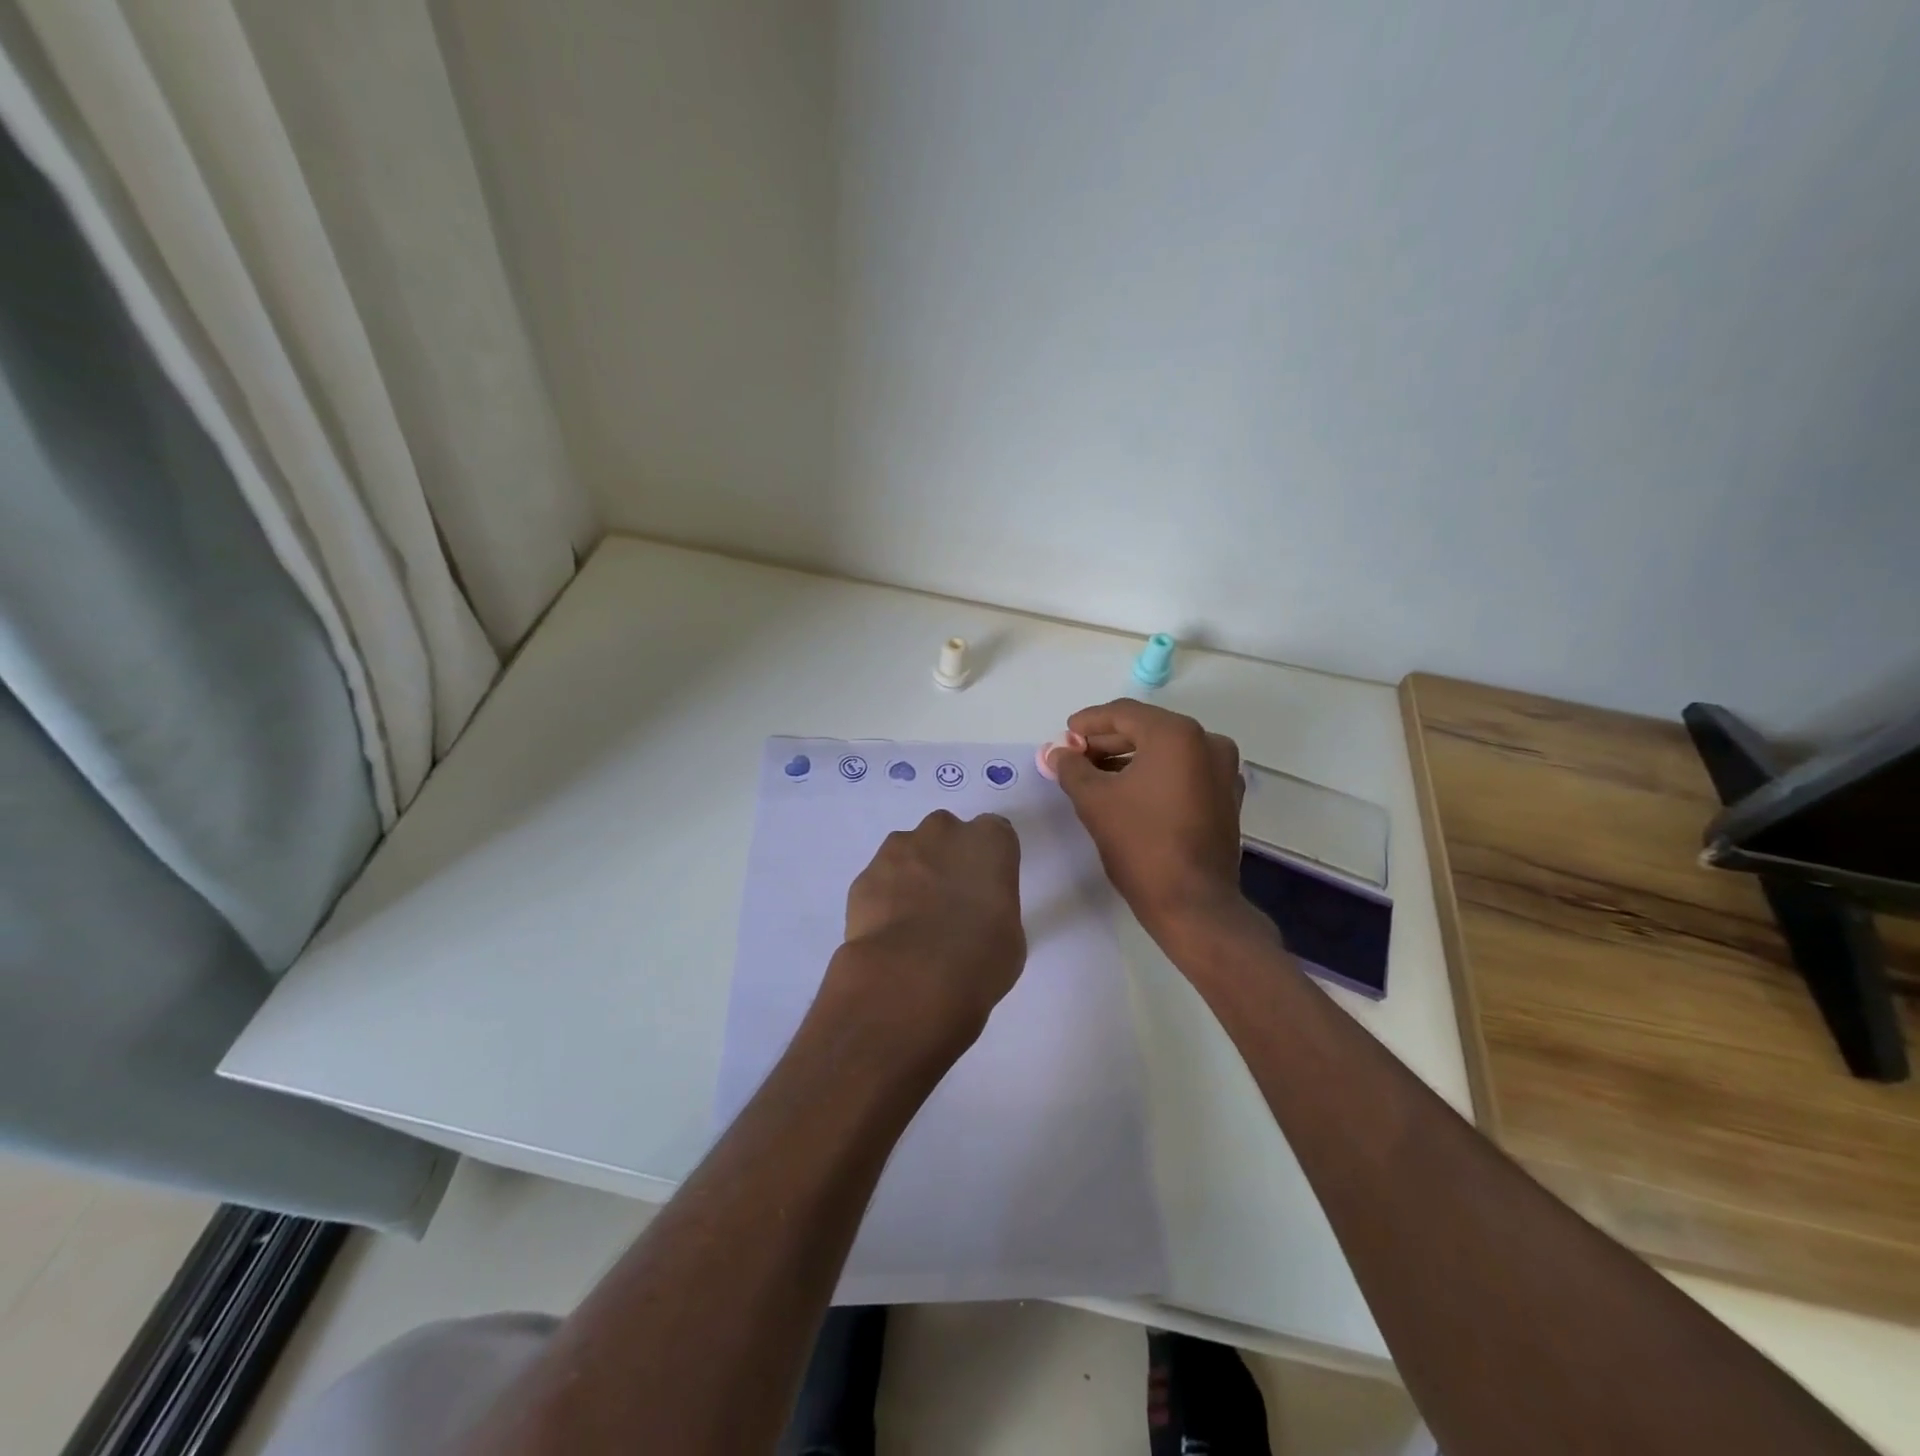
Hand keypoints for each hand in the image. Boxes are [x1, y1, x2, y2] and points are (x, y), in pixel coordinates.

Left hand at [817, 809, 1026, 1067]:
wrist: (911, 978)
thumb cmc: (979, 959)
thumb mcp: (1009, 937)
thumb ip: (993, 910)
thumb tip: (975, 920)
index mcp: (989, 841)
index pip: (994, 833)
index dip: (989, 860)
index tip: (987, 887)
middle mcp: (943, 832)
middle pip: (946, 834)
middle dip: (947, 858)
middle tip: (950, 902)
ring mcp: (898, 850)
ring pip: (908, 852)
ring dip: (913, 875)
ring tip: (915, 921)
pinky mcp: (865, 875)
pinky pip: (880, 881)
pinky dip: (884, 899)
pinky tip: (890, 933)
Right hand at [1049, 699, 1247, 945]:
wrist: (1193, 904)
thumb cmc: (1141, 845)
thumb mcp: (1095, 801)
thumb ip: (1072, 768)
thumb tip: (1058, 752)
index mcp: (1176, 734)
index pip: (1123, 714)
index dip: (1088, 723)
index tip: (1063, 736)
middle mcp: (1207, 742)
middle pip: (1146, 729)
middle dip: (1107, 742)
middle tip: (1074, 757)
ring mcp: (1223, 770)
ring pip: (1166, 751)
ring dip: (1129, 758)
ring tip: (1094, 776)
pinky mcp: (1226, 797)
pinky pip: (1184, 772)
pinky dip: (1155, 775)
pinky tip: (1128, 792)